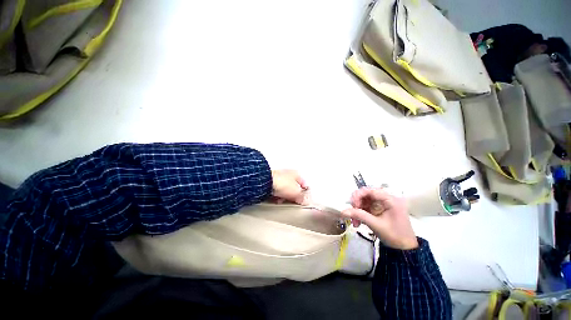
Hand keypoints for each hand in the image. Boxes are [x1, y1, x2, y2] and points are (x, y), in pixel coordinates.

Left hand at [271, 170, 308, 204]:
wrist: (266, 183)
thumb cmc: (282, 182)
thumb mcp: (297, 192)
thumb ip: (302, 197)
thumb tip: (304, 201)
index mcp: (297, 173)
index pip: (304, 184)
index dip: (305, 193)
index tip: (303, 200)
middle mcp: (288, 174)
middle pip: (294, 188)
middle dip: (293, 196)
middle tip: (293, 201)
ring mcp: (279, 178)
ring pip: (284, 190)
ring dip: (284, 197)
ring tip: (282, 200)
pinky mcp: (271, 183)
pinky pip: (276, 192)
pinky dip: (277, 196)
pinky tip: (276, 199)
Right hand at [342, 188, 417, 249]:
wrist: (405, 246)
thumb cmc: (394, 235)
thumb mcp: (376, 225)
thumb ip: (360, 216)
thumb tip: (343, 211)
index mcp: (390, 199)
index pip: (371, 190)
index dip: (359, 195)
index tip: (351, 206)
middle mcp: (388, 199)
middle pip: (369, 195)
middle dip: (358, 205)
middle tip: (351, 216)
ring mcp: (386, 205)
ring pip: (368, 203)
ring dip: (359, 211)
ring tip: (355, 223)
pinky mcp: (384, 211)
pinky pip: (371, 209)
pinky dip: (364, 215)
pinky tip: (359, 223)